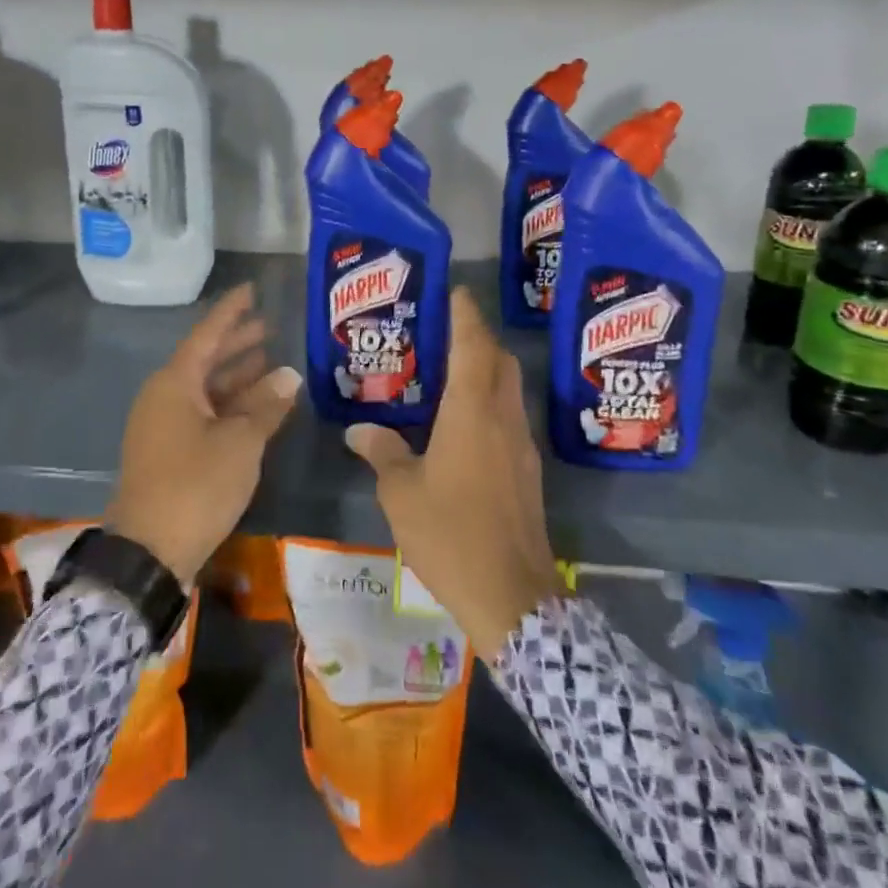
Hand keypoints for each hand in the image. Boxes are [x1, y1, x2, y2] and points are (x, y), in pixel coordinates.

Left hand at [105, 283, 301, 585]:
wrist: (149, 551)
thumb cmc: (196, 485)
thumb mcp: (241, 442)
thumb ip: (266, 405)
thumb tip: (289, 376)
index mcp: (175, 383)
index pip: (207, 334)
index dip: (231, 311)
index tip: (252, 290)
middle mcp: (165, 396)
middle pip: (205, 359)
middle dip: (237, 343)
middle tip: (271, 327)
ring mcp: (163, 424)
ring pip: (205, 388)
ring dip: (237, 376)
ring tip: (272, 361)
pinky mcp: (168, 450)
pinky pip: (202, 412)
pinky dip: (229, 404)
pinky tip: (256, 406)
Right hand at [345, 289, 561, 654]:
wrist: (512, 596)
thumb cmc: (451, 534)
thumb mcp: (402, 493)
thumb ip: (382, 453)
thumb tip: (359, 430)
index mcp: (472, 412)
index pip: (473, 346)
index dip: (465, 314)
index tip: (455, 291)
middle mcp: (503, 418)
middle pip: (500, 361)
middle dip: (478, 338)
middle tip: (445, 333)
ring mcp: (522, 445)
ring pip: (509, 390)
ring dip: (487, 371)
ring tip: (450, 374)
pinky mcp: (528, 472)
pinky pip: (510, 418)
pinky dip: (491, 404)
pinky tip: (464, 425)